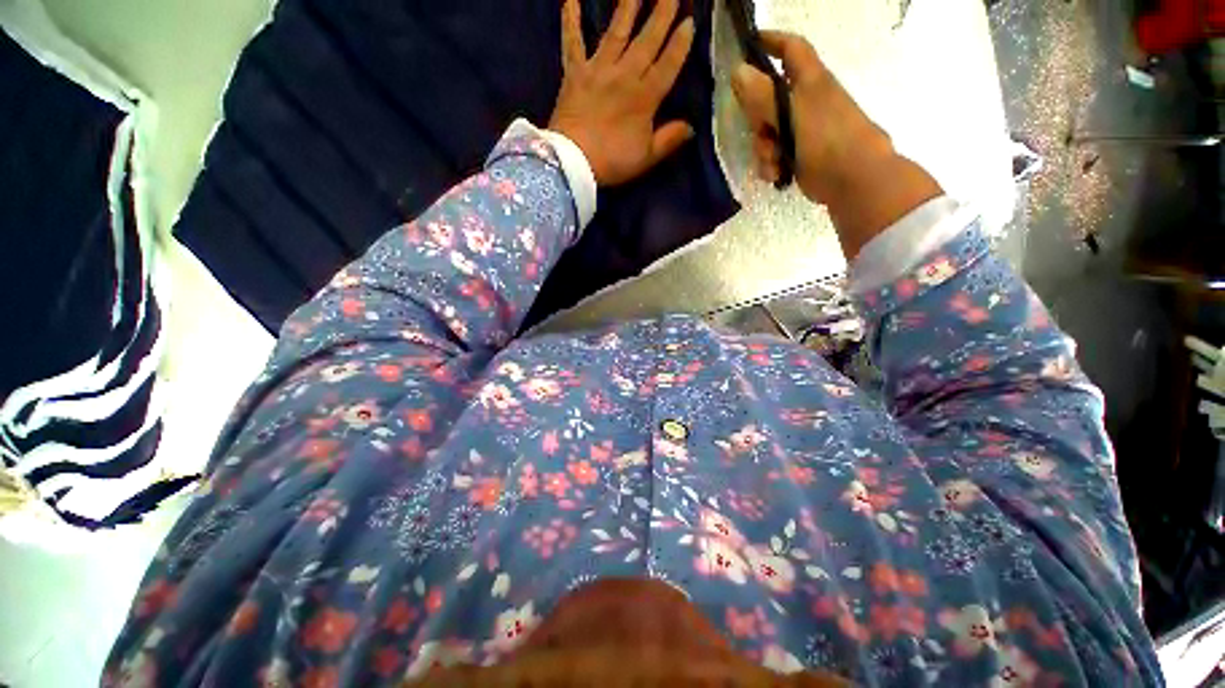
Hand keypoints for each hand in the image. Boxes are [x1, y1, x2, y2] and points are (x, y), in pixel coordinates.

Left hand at [549, 0, 695, 186]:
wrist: (573, 163)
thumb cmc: (612, 162)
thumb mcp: (646, 158)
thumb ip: (669, 140)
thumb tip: (691, 127)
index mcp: (645, 98)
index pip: (668, 64)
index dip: (680, 43)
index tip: (690, 20)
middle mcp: (624, 75)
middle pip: (647, 39)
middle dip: (662, 12)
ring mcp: (598, 70)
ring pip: (617, 32)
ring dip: (628, 5)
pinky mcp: (574, 73)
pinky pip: (572, 42)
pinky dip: (570, 20)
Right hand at [731, 31, 940, 256]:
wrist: (854, 178)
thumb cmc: (826, 138)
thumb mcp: (790, 113)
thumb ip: (762, 94)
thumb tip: (737, 71)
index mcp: (810, 81)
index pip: (790, 49)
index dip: (770, 41)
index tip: (747, 45)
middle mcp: (806, 100)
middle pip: (769, 98)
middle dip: (758, 118)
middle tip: (758, 130)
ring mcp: (804, 128)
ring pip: (769, 131)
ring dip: (764, 148)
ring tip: (772, 161)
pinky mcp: (801, 153)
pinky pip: (776, 153)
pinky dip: (771, 163)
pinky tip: (776, 174)